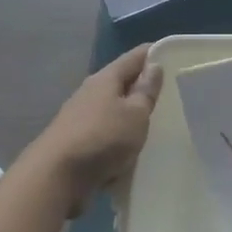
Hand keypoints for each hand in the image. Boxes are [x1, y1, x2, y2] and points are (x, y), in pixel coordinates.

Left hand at [28, 45, 163, 210]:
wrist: (55, 177)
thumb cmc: (102, 138)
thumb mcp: (135, 114)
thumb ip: (146, 91)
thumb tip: (154, 65)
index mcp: (106, 79)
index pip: (134, 57)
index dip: (155, 53)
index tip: (175, 55)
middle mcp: (90, 92)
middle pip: (121, 81)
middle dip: (143, 84)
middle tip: (172, 91)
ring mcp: (80, 117)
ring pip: (112, 107)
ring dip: (130, 111)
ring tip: (155, 120)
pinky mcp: (76, 141)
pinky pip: (105, 130)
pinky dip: (119, 134)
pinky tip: (131, 146)